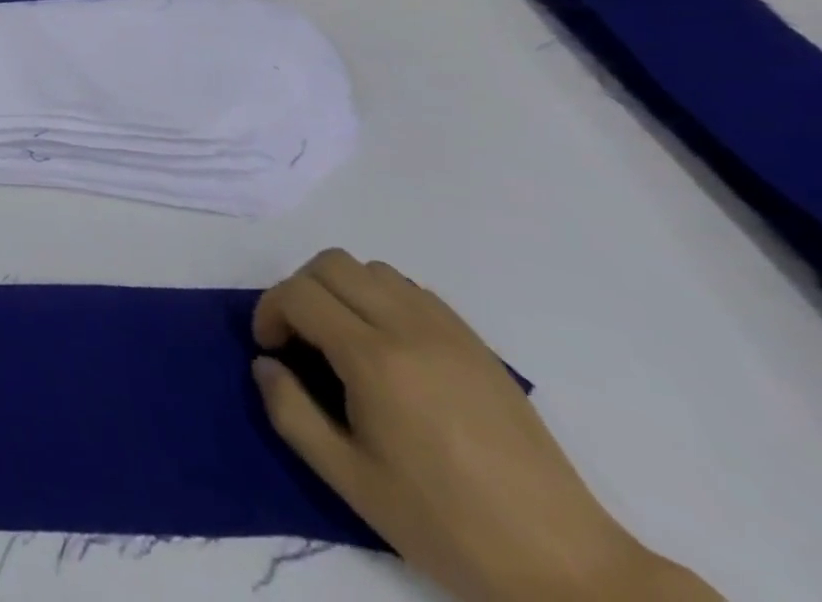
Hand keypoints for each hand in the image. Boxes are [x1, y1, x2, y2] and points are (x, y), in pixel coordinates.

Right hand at [252, 250, 720, 601]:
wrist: (565, 565)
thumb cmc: (447, 526)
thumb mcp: (352, 482)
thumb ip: (292, 414)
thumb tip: (265, 365)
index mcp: (374, 359)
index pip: (298, 294)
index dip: (270, 311)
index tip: (270, 348)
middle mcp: (408, 326)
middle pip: (330, 264)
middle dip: (299, 290)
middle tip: (300, 338)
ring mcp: (447, 330)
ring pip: (371, 268)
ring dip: (341, 289)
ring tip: (342, 338)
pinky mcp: (475, 342)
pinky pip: (411, 289)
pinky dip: (381, 297)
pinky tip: (387, 345)